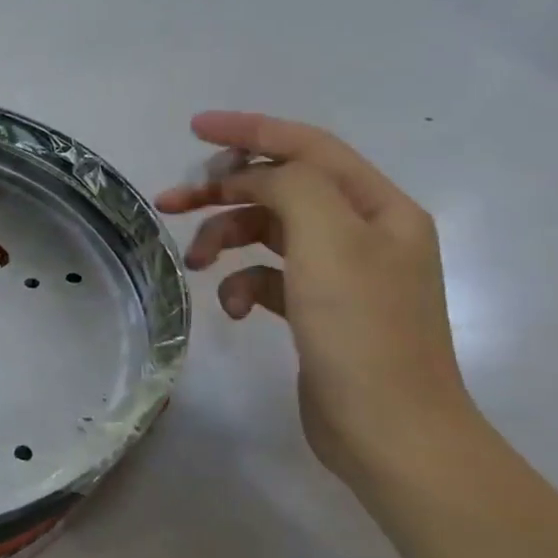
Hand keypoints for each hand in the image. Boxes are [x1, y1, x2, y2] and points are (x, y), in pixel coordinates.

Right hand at [154, 112, 474, 491]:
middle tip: (169, 202)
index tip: (194, 128)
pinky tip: (232, 310)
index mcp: (379, 208)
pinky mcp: (317, 309)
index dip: (250, 131)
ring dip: (225, 239)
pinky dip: (241, 284)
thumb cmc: (362, 330)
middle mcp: (364, 232)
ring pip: (267, 233)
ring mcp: (341, 273)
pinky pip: (266, 276)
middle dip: (222, 191)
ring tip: (194, 264)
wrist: (389, 429)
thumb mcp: (329, 242)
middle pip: (281, 189)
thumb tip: (252, 179)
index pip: (308, 148)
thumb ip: (290, 188)